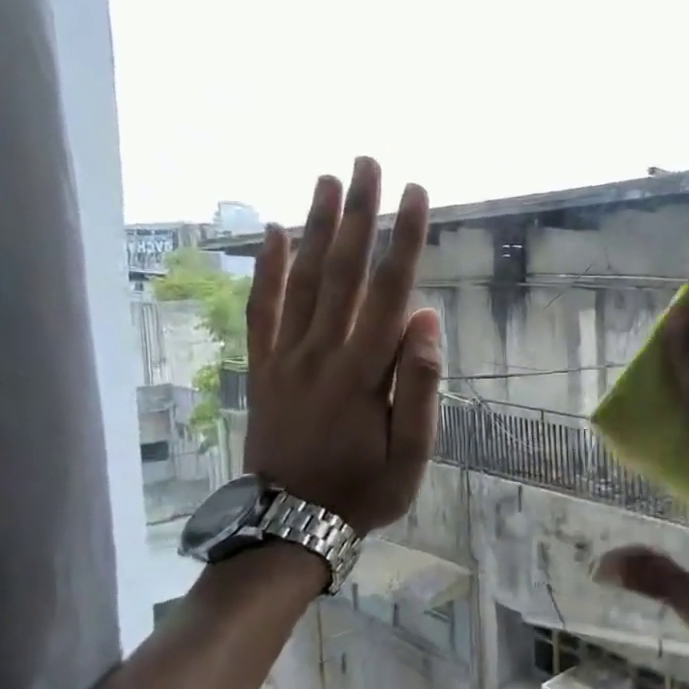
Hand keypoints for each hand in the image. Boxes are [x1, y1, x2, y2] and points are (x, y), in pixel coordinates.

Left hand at [244, 157, 441, 533]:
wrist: (291, 525)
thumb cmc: (364, 490)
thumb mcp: (411, 453)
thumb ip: (420, 385)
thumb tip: (426, 319)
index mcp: (364, 371)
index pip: (389, 291)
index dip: (405, 240)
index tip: (417, 194)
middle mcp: (321, 352)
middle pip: (342, 271)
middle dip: (358, 214)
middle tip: (366, 163)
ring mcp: (286, 358)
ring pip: (301, 280)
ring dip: (315, 227)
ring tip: (325, 180)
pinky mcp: (262, 369)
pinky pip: (262, 311)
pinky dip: (266, 271)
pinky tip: (273, 235)